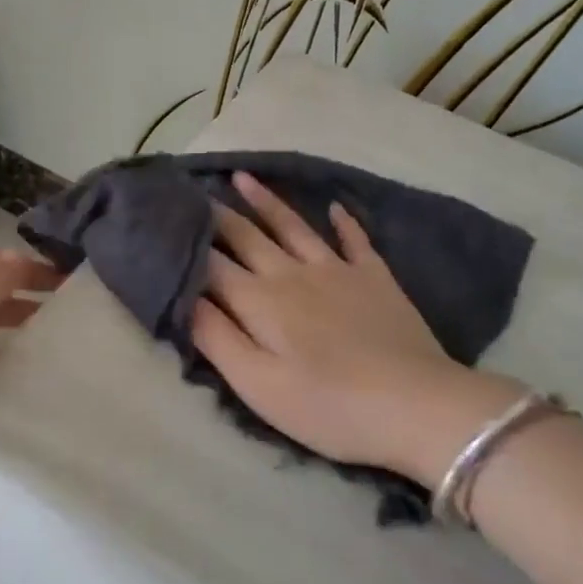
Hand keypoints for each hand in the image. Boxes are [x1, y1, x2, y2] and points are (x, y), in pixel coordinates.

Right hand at [195, 173, 529, 491]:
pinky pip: (355, 240)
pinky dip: (343, 222)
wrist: (415, 405)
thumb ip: (215, 337)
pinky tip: (335, 207)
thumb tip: (182, 296)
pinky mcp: (375, 278)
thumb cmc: (327, 406)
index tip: (166, 219)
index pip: (212, 264)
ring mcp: (337, 270)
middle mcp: (292, 273)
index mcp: (259, 301)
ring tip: (244, 177)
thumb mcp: (257, 385)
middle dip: (218, 214)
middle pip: (247, 236)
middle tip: (195, 190)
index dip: (187, 243)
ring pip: (293, 226)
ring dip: (266, 201)